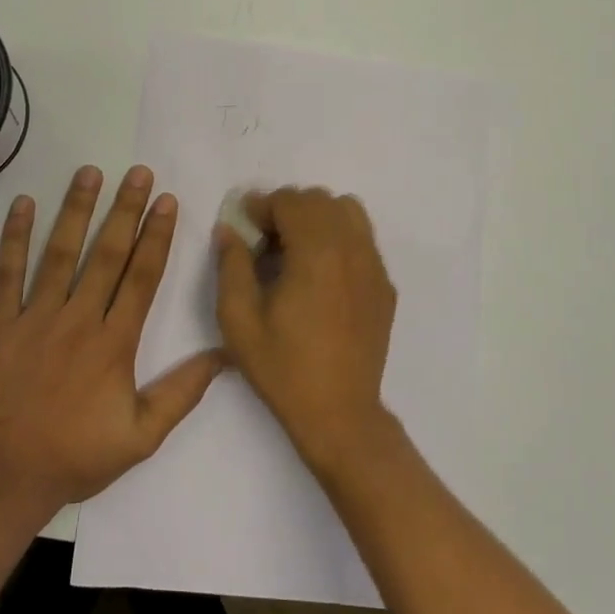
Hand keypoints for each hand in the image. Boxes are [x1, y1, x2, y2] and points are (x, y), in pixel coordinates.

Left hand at [0, 165, 224, 513]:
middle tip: (139, 172)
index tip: (167, 201)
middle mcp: (78, 319)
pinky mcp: (0, 325)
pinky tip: (23, 204)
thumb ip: (181, 393)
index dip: (156, 236)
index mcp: (114, 343)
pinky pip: (7, 274)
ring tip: (90, 172)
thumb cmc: (74, 457)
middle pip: (107, 254)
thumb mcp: (140, 437)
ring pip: (60, 253)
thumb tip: (225, 356)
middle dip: (125, 209)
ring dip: (77, 210)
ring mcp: (35, 318)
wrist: (1, 479)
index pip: (141, 277)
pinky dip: (14, 238)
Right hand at [214, 187, 397, 474]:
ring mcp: (374, 266)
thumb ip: (232, 264)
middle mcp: (352, 249)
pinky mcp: (385, 285)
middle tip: (265, 239)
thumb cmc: (283, 367)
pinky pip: (363, 239)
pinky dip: (339, 238)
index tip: (244, 225)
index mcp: (316, 252)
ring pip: (347, 211)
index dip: (262, 206)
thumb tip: (230, 229)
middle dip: (288, 209)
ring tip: (296, 249)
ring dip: (317, 218)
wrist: (339, 414)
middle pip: (320, 200)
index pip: (290, 201)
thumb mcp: (239, 319)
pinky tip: (321, 274)